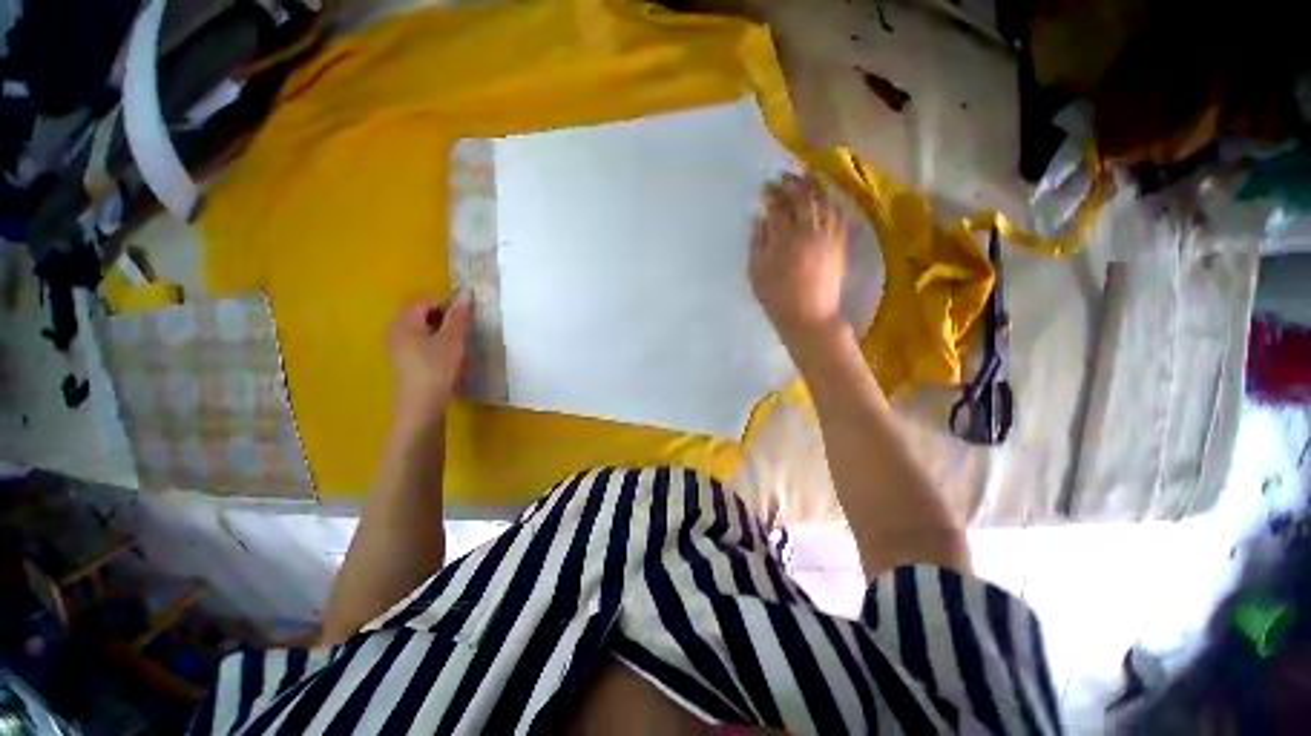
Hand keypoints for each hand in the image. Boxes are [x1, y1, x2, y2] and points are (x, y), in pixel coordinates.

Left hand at [387, 294, 472, 432]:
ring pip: (421, 330)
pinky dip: (434, 343)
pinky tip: (448, 356)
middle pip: (421, 314)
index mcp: (404, 323)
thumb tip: (466, 294)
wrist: (422, 406)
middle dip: (444, 317)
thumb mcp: (452, 340)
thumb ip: (459, 316)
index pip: (425, 301)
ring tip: (459, 342)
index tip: (467, 316)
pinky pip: (419, 343)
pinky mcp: (403, 362)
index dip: (447, 304)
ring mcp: (397, 348)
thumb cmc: (436, 368)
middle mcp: (395, 331)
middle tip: (465, 328)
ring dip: (441, 331)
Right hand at [749, 173, 848, 349]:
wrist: (810, 316)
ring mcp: (829, 236)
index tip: (766, 186)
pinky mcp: (841, 244)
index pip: (779, 205)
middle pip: (804, 197)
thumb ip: (758, 241)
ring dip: (815, 186)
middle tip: (784, 176)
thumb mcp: (757, 272)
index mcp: (786, 238)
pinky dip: (832, 201)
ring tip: (806, 178)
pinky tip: (826, 198)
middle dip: (793, 183)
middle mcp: (810, 230)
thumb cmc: (777, 297)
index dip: (772, 193)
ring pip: (825, 201)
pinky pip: (839, 215)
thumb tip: (760, 216)